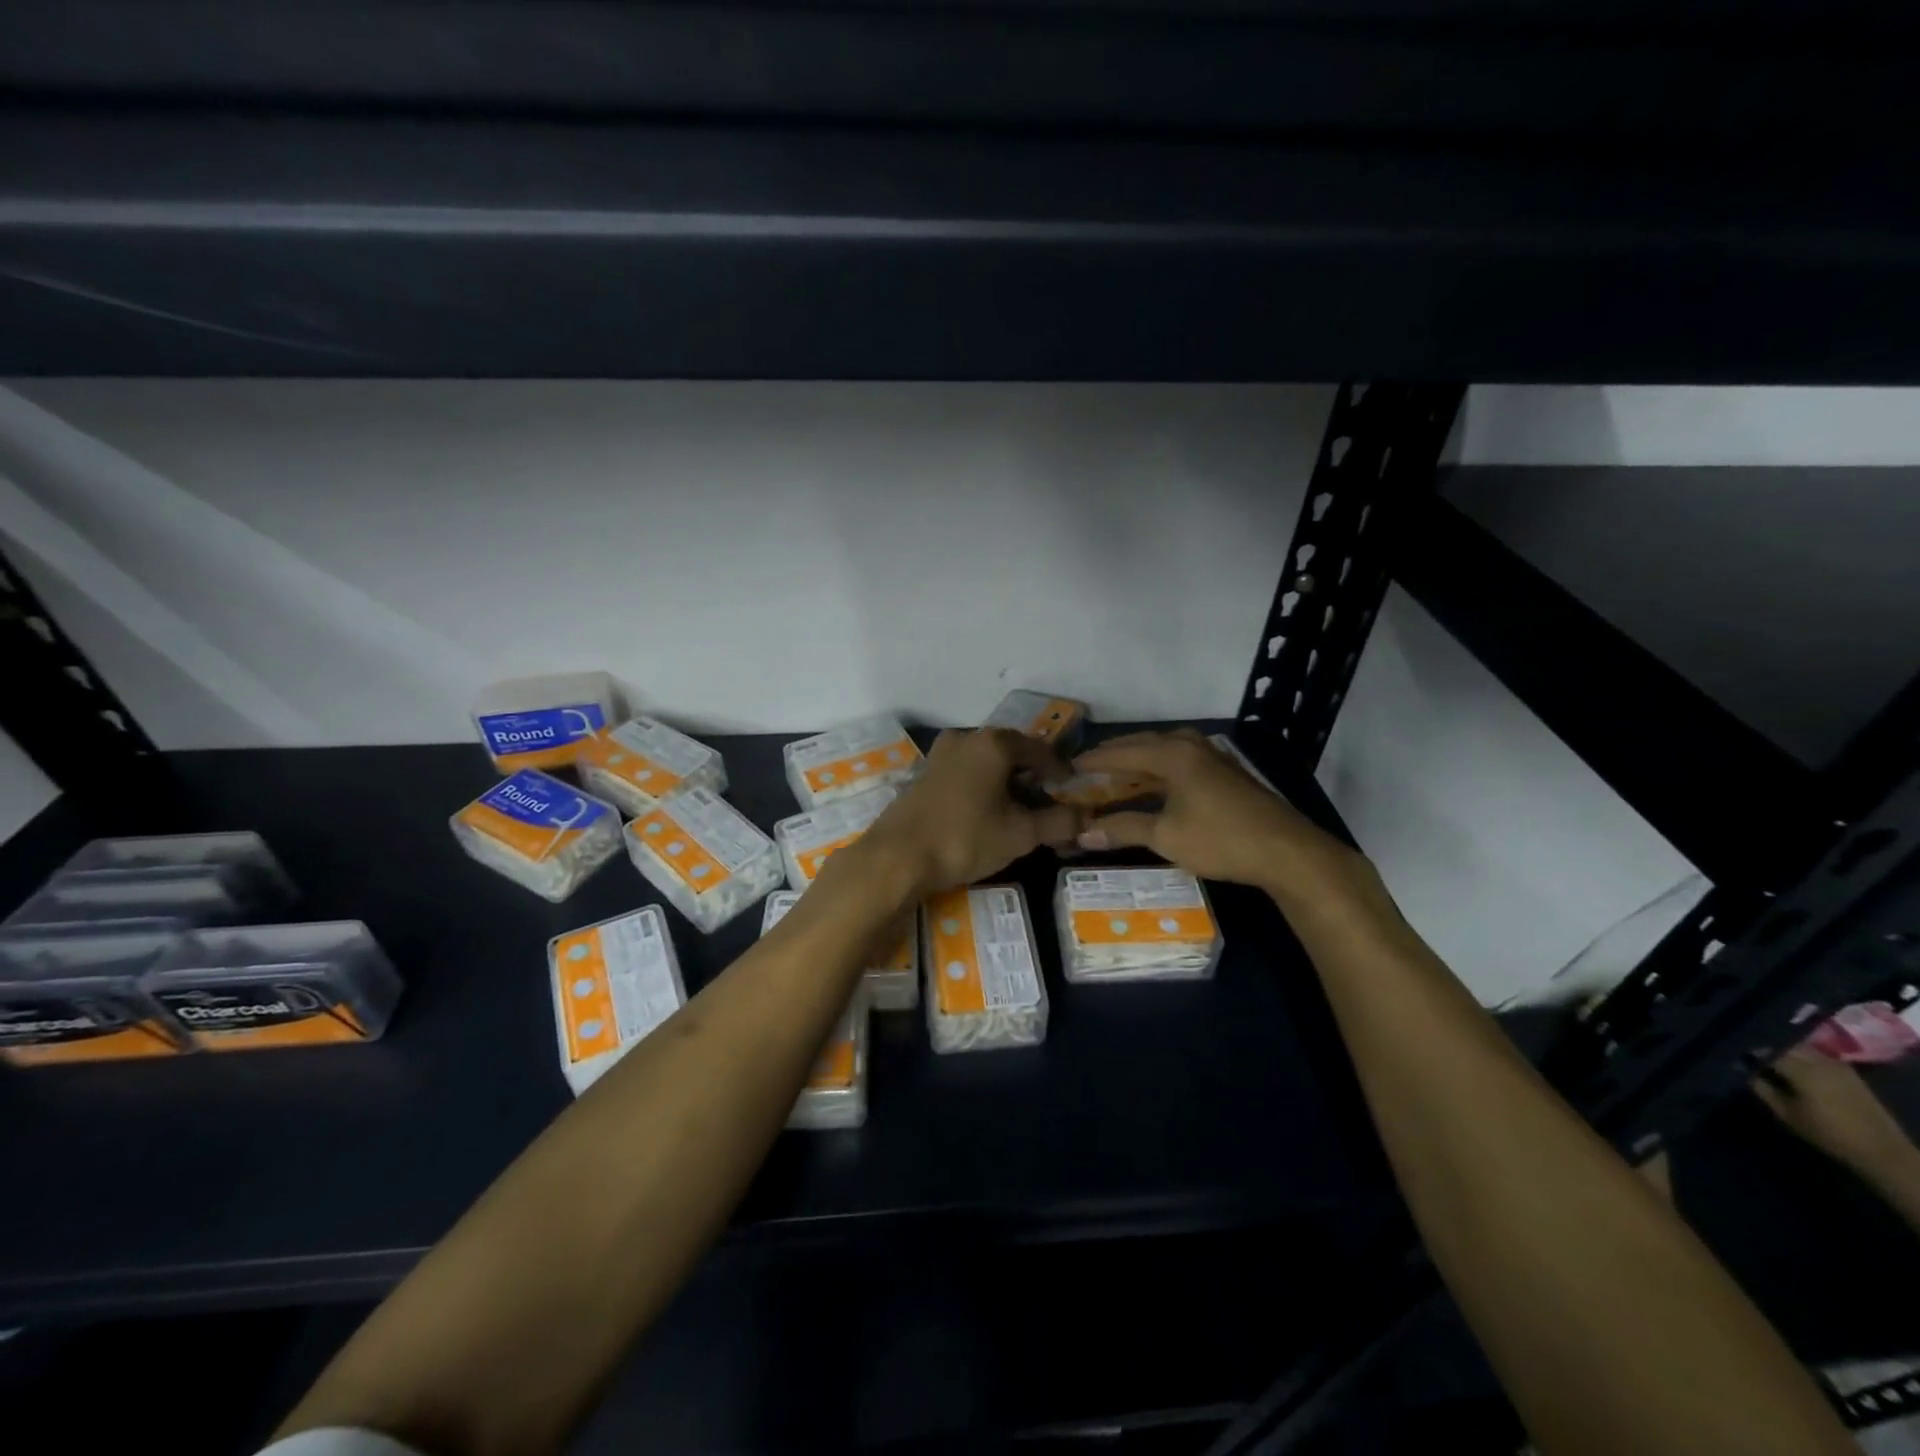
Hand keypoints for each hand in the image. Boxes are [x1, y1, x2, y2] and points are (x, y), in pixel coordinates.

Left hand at [861, 729, 1081, 895]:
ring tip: (1017, 808)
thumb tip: (1086, 818)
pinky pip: (963, 774)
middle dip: (1031, 775)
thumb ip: (1058, 822)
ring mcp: (939, 755)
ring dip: (1004, 781)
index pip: (1039, 750)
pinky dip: (980, 786)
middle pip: (1010, 752)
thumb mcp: (1020, 834)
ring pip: (984, 763)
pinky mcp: (922, 775)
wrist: (898, 857)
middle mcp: (965, 739)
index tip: (1071, 788)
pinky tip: (984, 811)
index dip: (1059, 770)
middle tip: (1047, 800)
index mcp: (993, 743)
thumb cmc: (965, 838)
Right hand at [1069, 728, 1351, 890]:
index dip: (1092, 762)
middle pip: (1142, 744)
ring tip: (1115, 775)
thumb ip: (1123, 830)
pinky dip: (1158, 768)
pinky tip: (1154, 783)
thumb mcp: (1166, 837)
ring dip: (1137, 761)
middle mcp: (1190, 745)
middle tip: (1086, 770)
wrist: (1287, 852)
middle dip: (1113, 757)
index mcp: (1172, 754)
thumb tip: (1082, 835)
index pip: (1121, 752)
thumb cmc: (1220, 840)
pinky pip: (1179, 759)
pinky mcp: (1225, 770)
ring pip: (1163, 749)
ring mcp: (1212, 755)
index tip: (1067, 770)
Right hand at [1753, 1048, 1917, 1181]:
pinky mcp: (1847, 1071)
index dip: (1745, 1048)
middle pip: (1782, 1043)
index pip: (1763, 1048)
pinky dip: (1800, 1055)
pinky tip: (1793, 1064)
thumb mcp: (1786, 1113)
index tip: (1730, 1051)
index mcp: (1800, 1068)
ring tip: (1766, 1056)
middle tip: (1745, 1052)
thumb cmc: (1828, 1133)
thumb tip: (1743, 1068)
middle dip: (1763, 1045)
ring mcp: (1836, 1064)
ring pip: (1799, 1046)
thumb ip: (1762, 1087)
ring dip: (1782, 1049)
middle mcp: (1818, 1060)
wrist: (1882, 1151)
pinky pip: (1815, 1054)